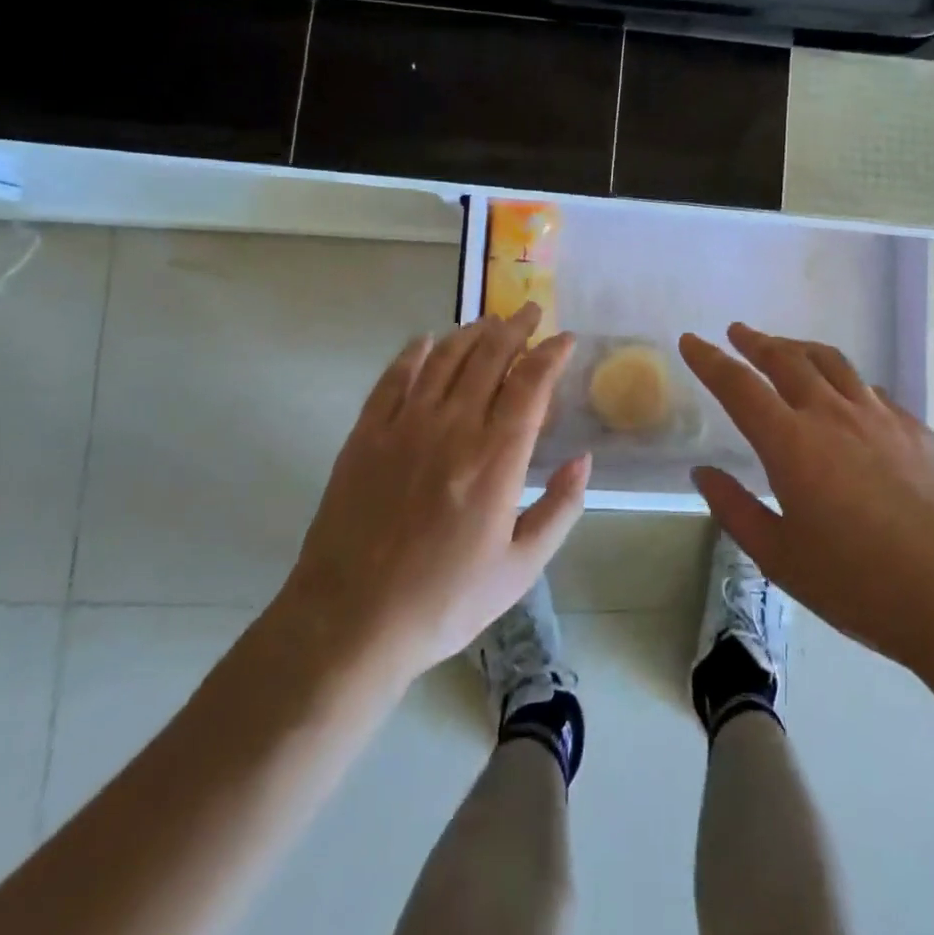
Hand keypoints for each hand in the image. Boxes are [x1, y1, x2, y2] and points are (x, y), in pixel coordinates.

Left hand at [279, 305, 589, 685]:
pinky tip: (427, 341)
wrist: (350, 623)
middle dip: (516, 328)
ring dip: (471, 333)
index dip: (551, 354)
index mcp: (496, 459)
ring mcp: (404, 427)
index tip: (565, 339)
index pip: (531, 384)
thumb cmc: (444, 601)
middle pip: (489, 358)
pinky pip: (393, 379)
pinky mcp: (366, 436)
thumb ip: (559, 510)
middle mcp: (453, 429)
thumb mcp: (519, 569)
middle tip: (530, 311)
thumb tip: (583, 460)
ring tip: (489, 321)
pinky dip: (414, 353)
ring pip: (445, 359)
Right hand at [680, 323, 933, 671]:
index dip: (710, 360)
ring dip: (800, 349)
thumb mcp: (780, 557)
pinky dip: (844, 381)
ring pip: (832, 363)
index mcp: (791, 443)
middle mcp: (832, 415)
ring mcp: (879, 417)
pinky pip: (869, 389)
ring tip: (785, 348)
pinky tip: (846, 396)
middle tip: (738, 333)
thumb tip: (702, 474)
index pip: (739, 386)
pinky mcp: (915, 428)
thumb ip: (735, 510)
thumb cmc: (858, 583)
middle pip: (787, 359)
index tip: (692, 341)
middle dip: (756, 342)